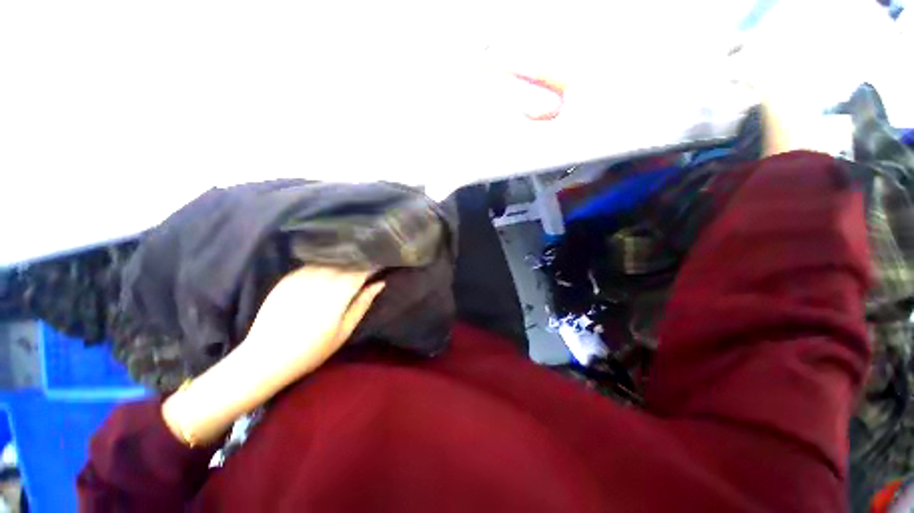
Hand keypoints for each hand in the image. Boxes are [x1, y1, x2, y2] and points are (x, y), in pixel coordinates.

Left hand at [241, 267, 384, 384]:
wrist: (265, 359)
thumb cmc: (312, 350)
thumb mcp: (344, 331)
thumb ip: (362, 304)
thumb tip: (379, 283)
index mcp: (337, 294)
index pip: (360, 271)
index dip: (371, 266)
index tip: (380, 266)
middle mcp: (320, 280)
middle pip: (345, 264)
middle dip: (358, 264)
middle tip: (366, 268)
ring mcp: (300, 278)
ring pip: (328, 262)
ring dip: (340, 264)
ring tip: (348, 269)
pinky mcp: (286, 279)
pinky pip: (310, 265)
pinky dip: (322, 267)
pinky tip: (325, 274)